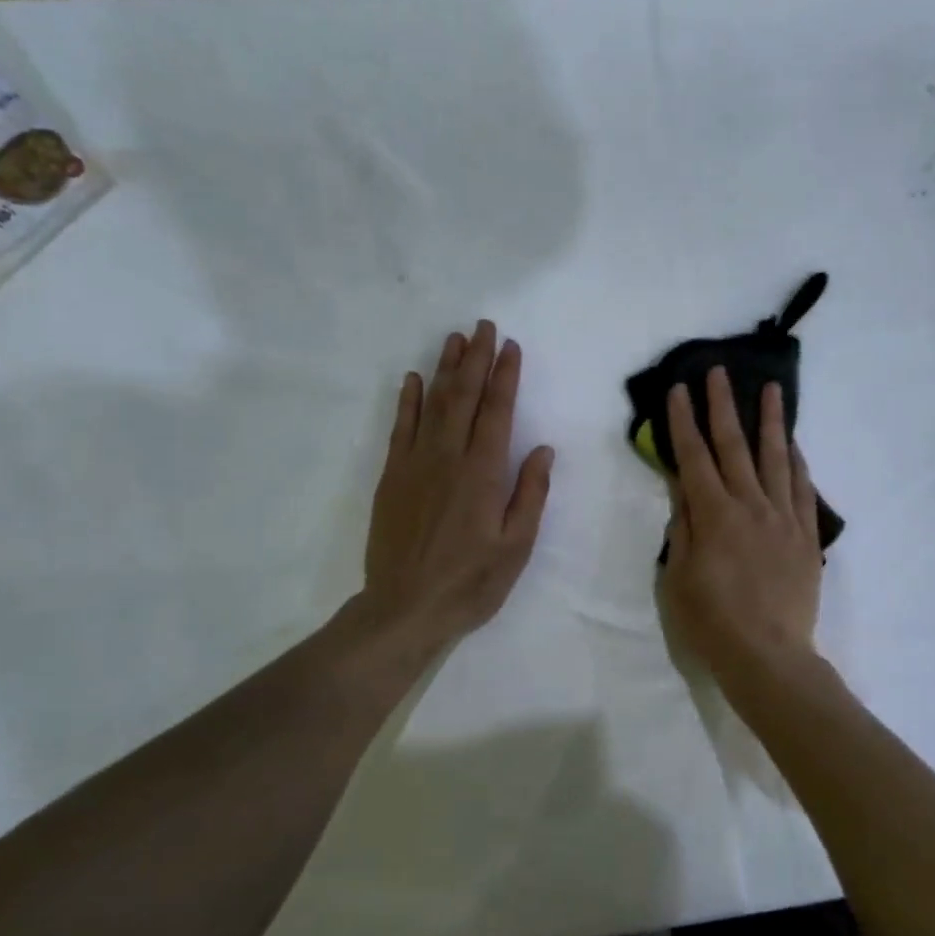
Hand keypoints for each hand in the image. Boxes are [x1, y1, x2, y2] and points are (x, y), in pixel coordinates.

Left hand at [350, 322, 554, 657]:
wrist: (405, 609)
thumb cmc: (471, 582)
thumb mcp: (516, 546)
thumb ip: (530, 493)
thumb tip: (542, 449)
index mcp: (482, 474)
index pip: (497, 412)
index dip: (504, 376)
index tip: (511, 347)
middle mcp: (447, 458)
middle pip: (463, 397)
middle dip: (475, 359)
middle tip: (483, 326)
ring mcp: (414, 464)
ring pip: (432, 404)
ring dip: (444, 369)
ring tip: (454, 339)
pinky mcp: (391, 477)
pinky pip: (400, 428)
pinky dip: (407, 400)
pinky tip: (412, 379)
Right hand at [659, 367, 822, 683]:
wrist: (769, 655)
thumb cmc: (713, 621)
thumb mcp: (680, 576)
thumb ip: (683, 527)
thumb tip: (683, 488)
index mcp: (714, 515)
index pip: (695, 457)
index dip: (683, 422)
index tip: (678, 390)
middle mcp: (751, 506)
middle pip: (735, 446)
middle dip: (723, 406)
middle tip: (718, 371)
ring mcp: (784, 518)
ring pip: (777, 459)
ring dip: (772, 421)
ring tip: (772, 389)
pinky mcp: (806, 535)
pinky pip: (804, 489)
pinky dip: (798, 462)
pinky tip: (794, 445)